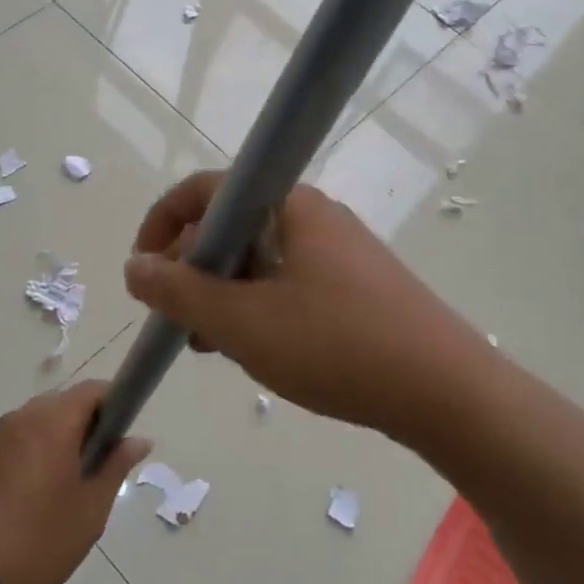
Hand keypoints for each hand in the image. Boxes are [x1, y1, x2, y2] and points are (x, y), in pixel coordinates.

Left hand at [0, 382, 150, 583]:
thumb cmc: (40, 540)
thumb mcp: (91, 508)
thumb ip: (116, 465)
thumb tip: (139, 439)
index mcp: (53, 421)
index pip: (93, 390)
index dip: (115, 405)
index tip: (122, 439)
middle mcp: (24, 416)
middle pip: (67, 402)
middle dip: (89, 425)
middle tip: (100, 469)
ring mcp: (0, 435)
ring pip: (43, 420)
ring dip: (63, 438)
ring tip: (71, 486)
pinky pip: (23, 437)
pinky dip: (40, 450)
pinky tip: (42, 492)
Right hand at [123, 172, 486, 439]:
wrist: (449, 393)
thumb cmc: (337, 346)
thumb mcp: (242, 322)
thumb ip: (179, 291)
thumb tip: (135, 266)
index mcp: (287, 206)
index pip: (204, 190)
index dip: (162, 223)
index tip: (144, 272)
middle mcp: (312, 216)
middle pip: (229, 225)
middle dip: (192, 269)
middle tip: (179, 320)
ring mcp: (337, 251)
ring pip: (257, 259)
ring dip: (223, 295)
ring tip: (212, 346)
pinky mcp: (354, 286)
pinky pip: (286, 282)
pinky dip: (257, 308)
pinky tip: (256, 351)